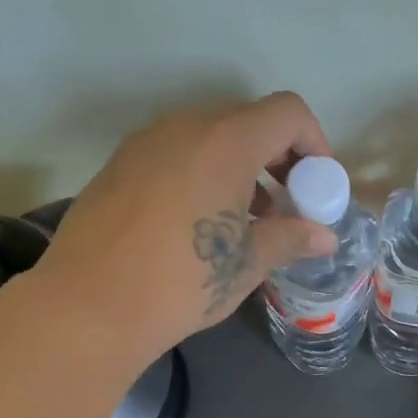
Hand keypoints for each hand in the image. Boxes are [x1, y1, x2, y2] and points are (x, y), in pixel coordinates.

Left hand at [37, 93, 338, 361]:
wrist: (91, 304)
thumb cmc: (184, 281)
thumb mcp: (247, 263)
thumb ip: (291, 238)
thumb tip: (325, 237)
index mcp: (226, 142)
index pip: (288, 113)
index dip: (314, 143)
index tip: (316, 187)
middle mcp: (185, 127)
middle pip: (247, 121)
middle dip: (277, 158)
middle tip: (285, 206)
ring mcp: (146, 143)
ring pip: (208, 138)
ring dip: (238, 168)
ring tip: (243, 222)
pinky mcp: (119, 166)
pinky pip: (175, 155)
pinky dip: (200, 175)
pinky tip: (196, 225)